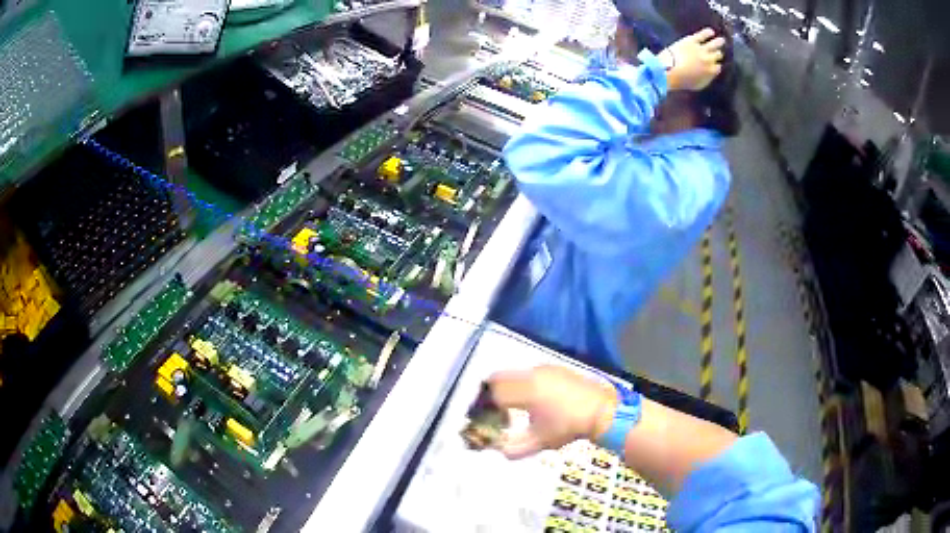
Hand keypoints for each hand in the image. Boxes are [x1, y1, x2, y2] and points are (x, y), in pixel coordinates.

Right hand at [488, 365, 616, 458]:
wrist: (602, 410)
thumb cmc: (569, 427)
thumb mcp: (540, 441)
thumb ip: (513, 448)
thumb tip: (497, 450)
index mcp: (525, 391)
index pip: (493, 392)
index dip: (484, 406)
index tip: (487, 419)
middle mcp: (531, 374)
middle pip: (499, 378)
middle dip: (492, 394)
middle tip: (495, 412)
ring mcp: (544, 369)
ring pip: (514, 374)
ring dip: (507, 388)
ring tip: (514, 407)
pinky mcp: (554, 368)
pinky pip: (528, 373)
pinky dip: (522, 383)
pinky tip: (533, 400)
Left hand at [658, 28, 725, 91]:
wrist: (670, 69)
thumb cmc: (683, 80)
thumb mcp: (699, 85)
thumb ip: (707, 78)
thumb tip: (711, 74)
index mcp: (711, 71)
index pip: (718, 67)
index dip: (716, 65)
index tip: (716, 63)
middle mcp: (709, 59)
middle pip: (717, 55)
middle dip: (718, 54)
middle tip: (719, 52)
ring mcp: (701, 49)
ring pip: (713, 44)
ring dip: (719, 42)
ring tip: (722, 40)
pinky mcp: (692, 40)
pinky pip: (702, 35)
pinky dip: (707, 32)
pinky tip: (711, 31)